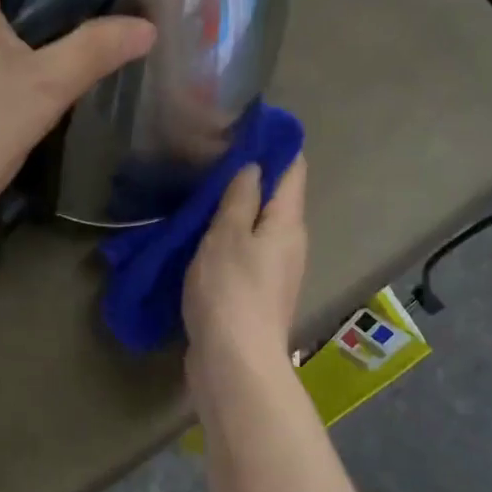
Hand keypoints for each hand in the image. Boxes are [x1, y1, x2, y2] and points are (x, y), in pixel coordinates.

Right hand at [183, 156, 307, 393]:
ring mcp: (274, 272)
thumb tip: (254, 167)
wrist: (234, 363)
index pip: (293, 169)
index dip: (274, 145)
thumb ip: (240, 198)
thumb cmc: (231, 291)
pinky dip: (226, 241)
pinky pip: (243, 255)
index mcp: (288, 223)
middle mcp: (289, 244)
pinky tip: (199, 239)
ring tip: (199, 194)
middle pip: (276, 199)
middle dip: (249, 177)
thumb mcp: (228, 235)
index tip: (244, 128)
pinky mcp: (255, 295)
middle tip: (210, 159)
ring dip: (234, 212)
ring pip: (257, 228)